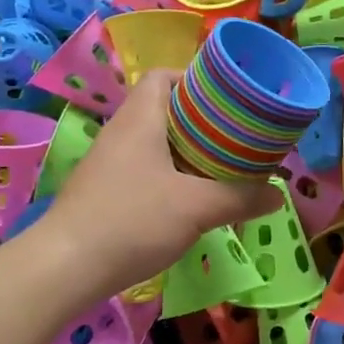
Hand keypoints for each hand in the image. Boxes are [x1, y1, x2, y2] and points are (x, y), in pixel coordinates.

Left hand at [37, 70, 280, 300]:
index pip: (164, 76)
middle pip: (164, 108)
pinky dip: (170, 173)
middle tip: (235, 136)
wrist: (65, 267)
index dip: (196, 79)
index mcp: (140, 117)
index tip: (228, 99)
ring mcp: (109, 162)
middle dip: (201, 119)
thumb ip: (240, 198)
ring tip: (221, 166)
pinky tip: (190, 198)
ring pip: (155, 141)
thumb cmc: (132, 221)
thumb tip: (278, 195)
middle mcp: (121, 131)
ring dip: (187, 150)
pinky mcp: (105, 190)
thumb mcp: (196, 208)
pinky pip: (145, 167)